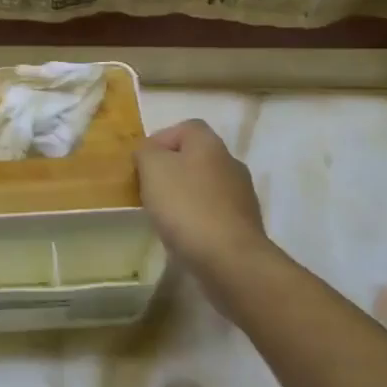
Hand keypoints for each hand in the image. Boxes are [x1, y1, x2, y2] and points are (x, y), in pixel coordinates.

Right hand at [135, 120, 270, 275]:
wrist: (230, 259)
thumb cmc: (186, 206)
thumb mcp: (153, 169)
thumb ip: (146, 152)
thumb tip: (149, 153)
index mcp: (209, 144)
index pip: (185, 127)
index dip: (161, 140)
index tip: (142, 164)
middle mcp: (230, 162)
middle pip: (195, 157)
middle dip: (171, 170)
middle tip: (149, 189)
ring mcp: (242, 195)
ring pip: (205, 186)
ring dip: (184, 195)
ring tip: (163, 215)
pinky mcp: (244, 224)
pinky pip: (214, 212)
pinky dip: (197, 218)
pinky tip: (184, 235)